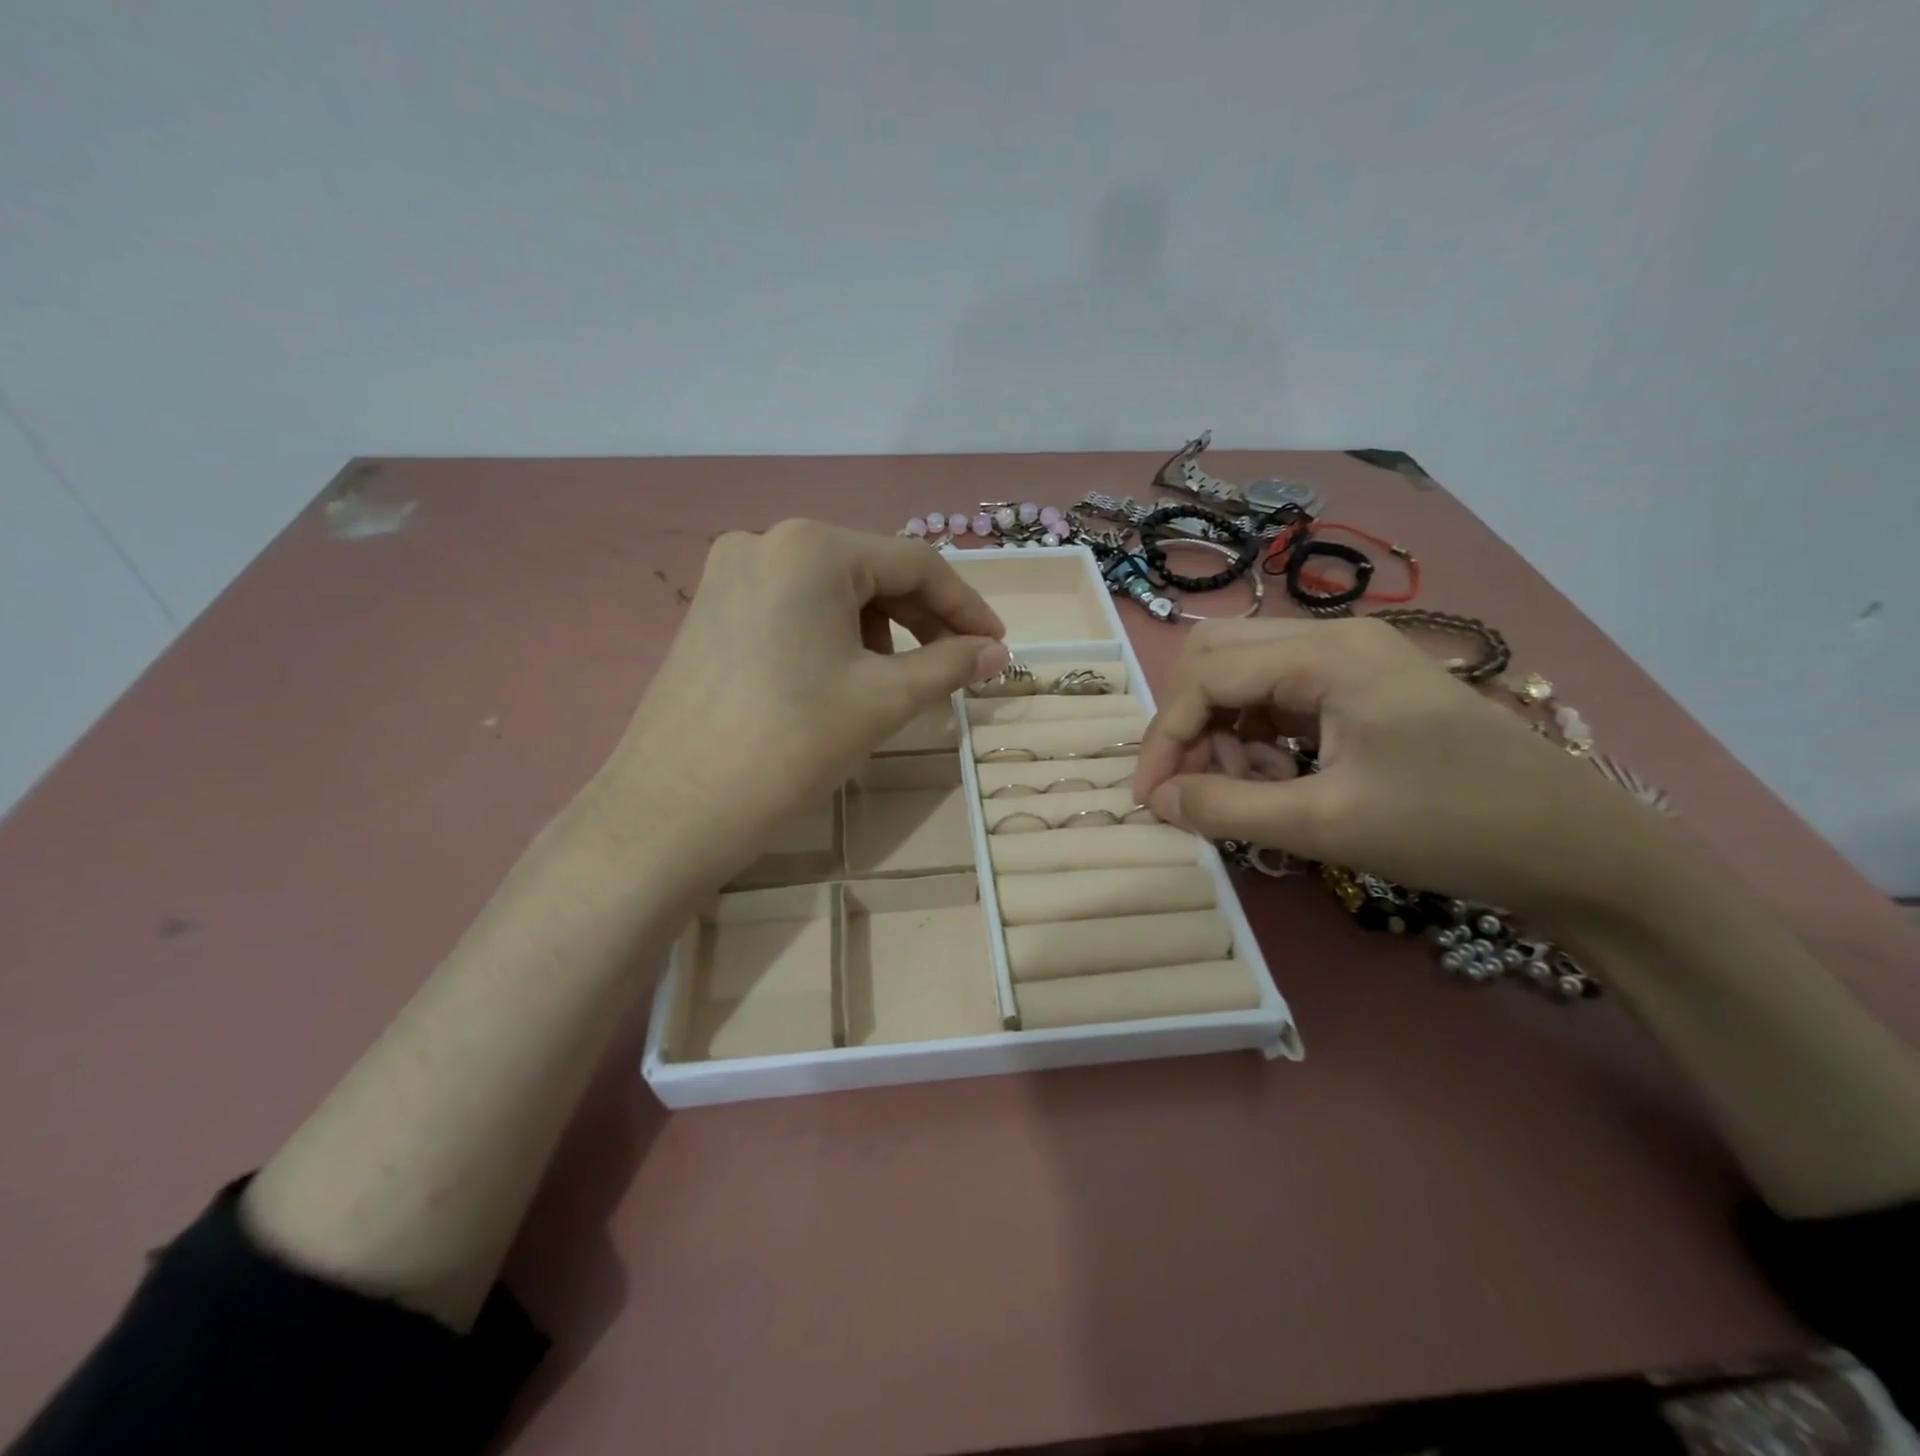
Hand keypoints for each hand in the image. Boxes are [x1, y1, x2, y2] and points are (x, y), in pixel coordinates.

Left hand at [594, 521, 1007, 890]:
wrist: (673, 809)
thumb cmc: (791, 744)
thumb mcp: (884, 700)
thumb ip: (950, 665)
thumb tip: (998, 653)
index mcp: (813, 547)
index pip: (915, 563)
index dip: (966, 606)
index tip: (997, 646)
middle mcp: (766, 542)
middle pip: (870, 570)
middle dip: (921, 618)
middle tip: (955, 665)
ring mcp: (729, 575)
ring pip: (831, 590)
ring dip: (878, 627)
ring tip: (895, 680)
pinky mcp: (711, 610)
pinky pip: (793, 608)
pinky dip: (833, 634)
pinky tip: (841, 677)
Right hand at [1132, 618, 1679, 925]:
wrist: (1577, 849)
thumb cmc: (1452, 829)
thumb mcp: (1324, 824)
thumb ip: (1225, 806)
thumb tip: (1156, 799)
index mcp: (1326, 655)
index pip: (1205, 676)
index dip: (1164, 737)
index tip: (1149, 798)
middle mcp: (1333, 639)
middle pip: (1217, 658)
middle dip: (1190, 724)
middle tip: (1197, 785)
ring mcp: (1352, 660)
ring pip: (1245, 676)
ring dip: (1222, 731)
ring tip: (1245, 790)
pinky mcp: (1363, 687)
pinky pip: (1279, 696)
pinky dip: (1257, 736)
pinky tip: (1278, 779)